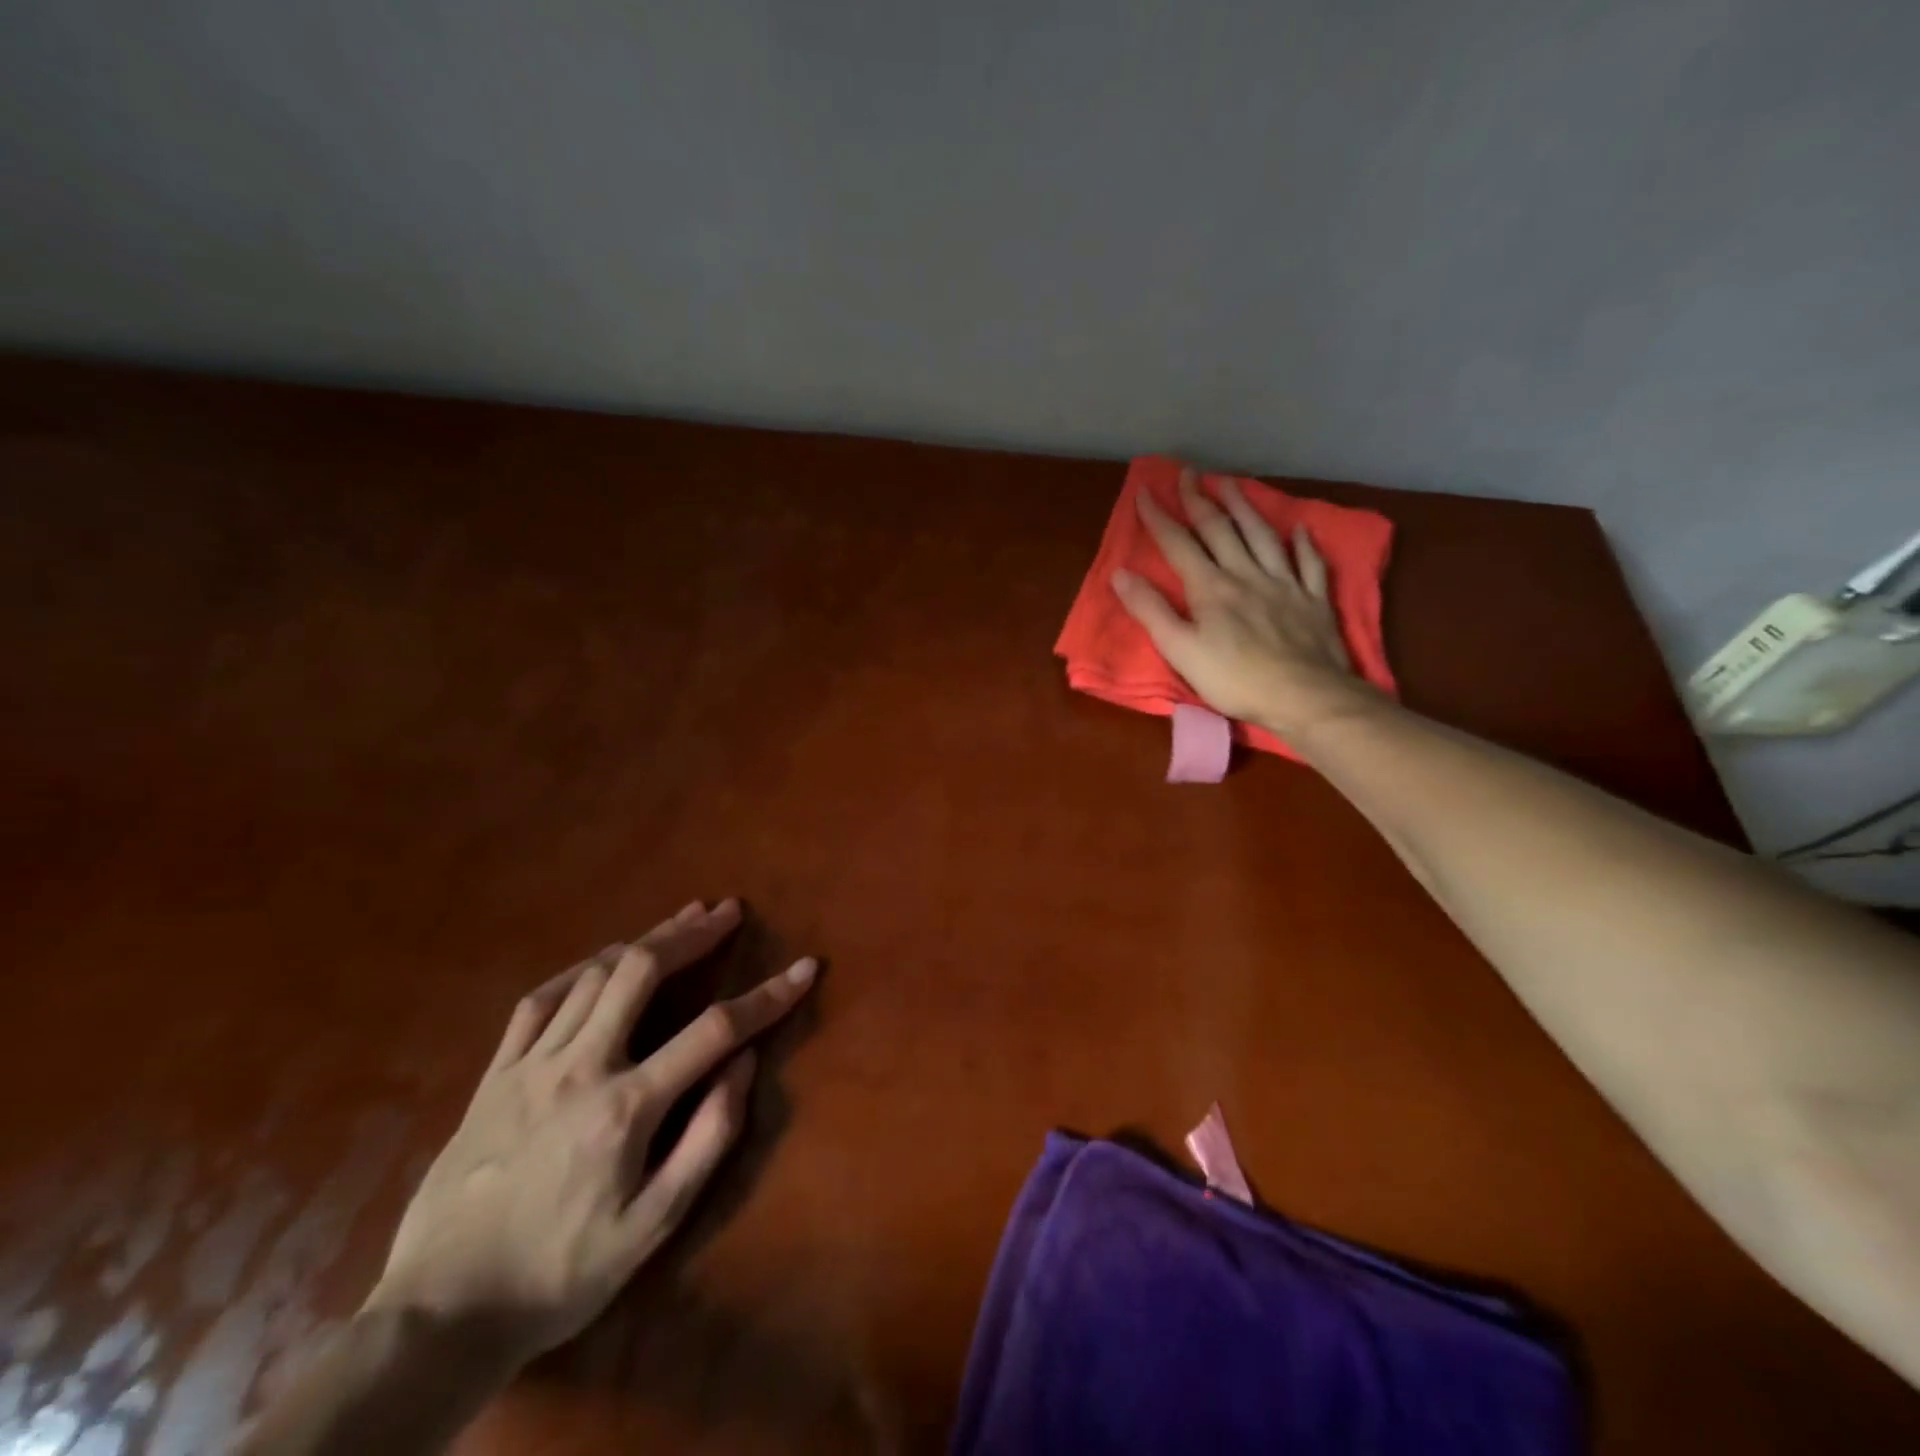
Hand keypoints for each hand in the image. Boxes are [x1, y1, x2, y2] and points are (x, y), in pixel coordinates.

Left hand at [362, 899, 815, 1365]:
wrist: (440, 1316)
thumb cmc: (561, 1273)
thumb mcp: (653, 1226)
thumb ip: (707, 1138)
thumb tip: (745, 1065)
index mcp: (626, 1106)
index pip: (715, 1030)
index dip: (768, 996)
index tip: (805, 968)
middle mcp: (579, 1067)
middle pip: (642, 971)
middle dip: (693, 934)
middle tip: (728, 911)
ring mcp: (530, 1065)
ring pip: (594, 974)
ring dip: (645, 940)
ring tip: (681, 920)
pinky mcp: (494, 1074)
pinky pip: (539, 1000)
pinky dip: (580, 969)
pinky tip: (601, 960)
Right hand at [1112, 467, 1375, 740]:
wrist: (1303, 695)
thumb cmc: (1233, 678)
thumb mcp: (1179, 650)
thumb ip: (1151, 610)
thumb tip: (1120, 574)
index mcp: (1211, 587)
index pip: (1179, 544)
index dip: (1160, 518)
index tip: (1145, 492)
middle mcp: (1246, 574)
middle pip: (1221, 530)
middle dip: (1200, 500)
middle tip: (1189, 473)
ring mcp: (1284, 584)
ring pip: (1262, 536)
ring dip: (1245, 507)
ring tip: (1232, 483)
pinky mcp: (1313, 600)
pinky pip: (1309, 563)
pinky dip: (1303, 544)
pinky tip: (1301, 529)